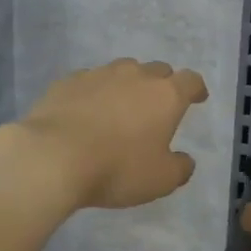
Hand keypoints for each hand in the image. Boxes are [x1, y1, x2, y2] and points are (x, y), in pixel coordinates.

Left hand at [12, 59, 209, 210]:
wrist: (52, 157)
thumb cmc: (117, 168)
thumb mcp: (160, 180)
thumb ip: (180, 168)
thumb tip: (185, 160)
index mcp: (166, 95)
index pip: (190, 81)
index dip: (196, 89)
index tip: (198, 98)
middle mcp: (136, 76)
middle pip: (157, 70)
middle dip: (162, 85)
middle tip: (158, 106)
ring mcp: (99, 74)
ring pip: (122, 71)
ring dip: (128, 85)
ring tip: (121, 107)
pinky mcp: (67, 81)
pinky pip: (90, 81)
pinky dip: (95, 92)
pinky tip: (86, 111)